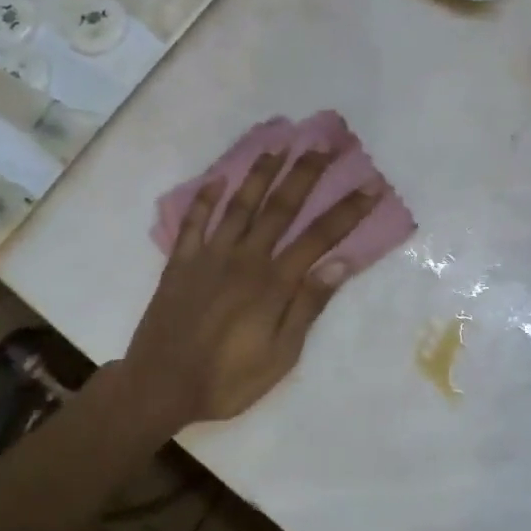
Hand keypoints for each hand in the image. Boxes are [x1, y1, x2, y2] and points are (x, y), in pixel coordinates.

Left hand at [118, 149, 378, 429]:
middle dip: (305, 174)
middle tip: (323, 144)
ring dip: (260, 174)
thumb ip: (308, 306)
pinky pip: (193, 222)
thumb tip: (341, 263)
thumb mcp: (280, 354)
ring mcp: (209, 256)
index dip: (347, 211)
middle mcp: (244, 258)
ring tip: (277, 147)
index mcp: (273, 283)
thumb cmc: (227, 379)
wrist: (160, 386)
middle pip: (280, 207)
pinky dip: (204, 198)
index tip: (370, 185)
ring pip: (239, 205)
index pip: (319, 238)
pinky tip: (216, 179)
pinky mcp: (180, 262)